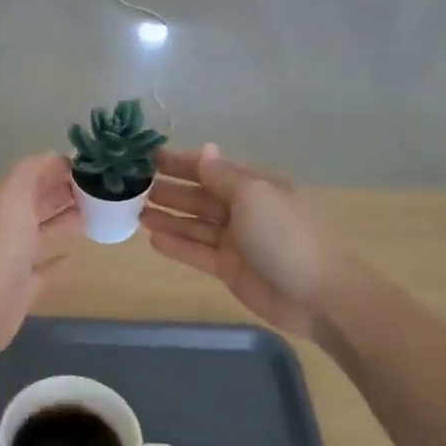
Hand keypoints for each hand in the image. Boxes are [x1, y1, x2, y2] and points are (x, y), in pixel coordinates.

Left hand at [0, 153, 81, 358]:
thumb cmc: (0, 247)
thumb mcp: (13, 197)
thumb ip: (31, 172)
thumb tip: (54, 156)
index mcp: (0, 205)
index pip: (31, 180)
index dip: (56, 171)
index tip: (89, 169)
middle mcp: (3, 229)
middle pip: (37, 205)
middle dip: (63, 195)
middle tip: (100, 190)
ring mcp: (12, 260)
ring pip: (41, 235)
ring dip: (63, 224)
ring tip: (94, 216)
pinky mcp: (21, 289)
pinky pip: (43, 271)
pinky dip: (57, 263)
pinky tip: (74, 258)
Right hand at [142, 144, 354, 345]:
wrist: (315, 295)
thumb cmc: (284, 236)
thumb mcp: (253, 195)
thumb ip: (222, 176)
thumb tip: (204, 150)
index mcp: (255, 185)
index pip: (211, 168)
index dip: (181, 162)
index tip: (147, 158)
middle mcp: (244, 209)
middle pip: (200, 196)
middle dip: (168, 189)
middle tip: (131, 186)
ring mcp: (236, 241)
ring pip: (194, 224)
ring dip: (167, 216)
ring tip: (134, 211)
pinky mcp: (228, 268)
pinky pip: (196, 252)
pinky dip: (176, 245)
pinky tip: (153, 239)